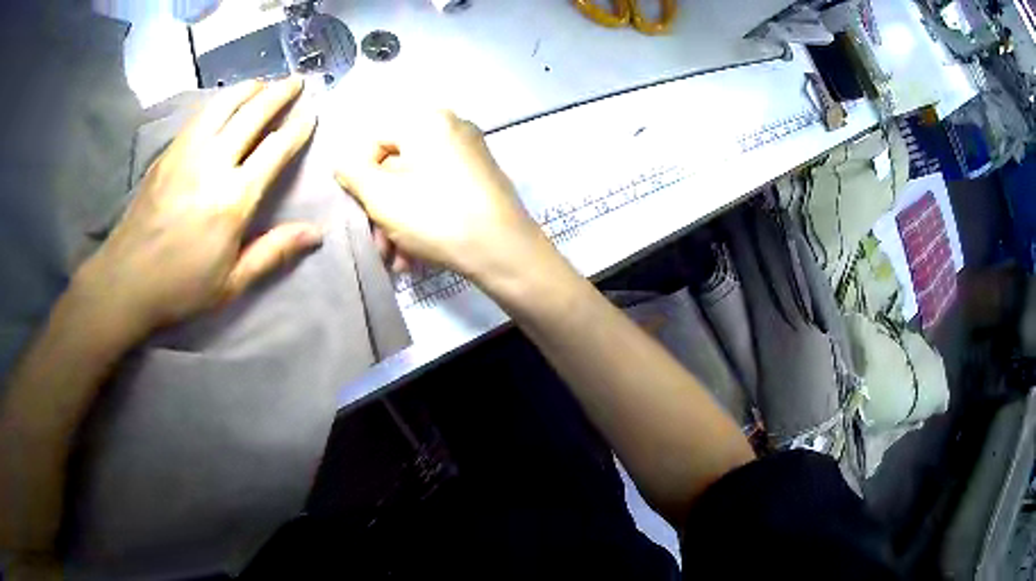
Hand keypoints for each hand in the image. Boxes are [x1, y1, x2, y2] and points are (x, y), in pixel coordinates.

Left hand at [75, 77, 320, 338]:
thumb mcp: (231, 283)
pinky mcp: (168, 153)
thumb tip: (316, 233)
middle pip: (252, 115)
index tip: (313, 111)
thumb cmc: (180, 287)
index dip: (298, 127)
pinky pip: (200, 115)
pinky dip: (219, 101)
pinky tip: (225, 101)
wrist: (125, 281)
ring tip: (263, 82)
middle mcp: (213, 164)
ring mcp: (187, 153)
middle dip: (279, 94)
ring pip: (224, 105)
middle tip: (296, 80)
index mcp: (233, 199)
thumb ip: (273, 252)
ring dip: (248, 89)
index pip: (275, 149)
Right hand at [334, 111, 552, 282]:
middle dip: (382, 211)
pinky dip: (425, 218)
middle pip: (397, 166)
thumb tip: (345, 162)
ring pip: (418, 184)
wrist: (505, 252)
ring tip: (398, 259)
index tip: (362, 211)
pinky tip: (417, 254)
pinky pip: (441, 191)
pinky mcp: (483, 177)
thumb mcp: (381, 195)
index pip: (374, 141)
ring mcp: (471, 152)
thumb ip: (352, 171)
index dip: (361, 178)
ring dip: (400, 223)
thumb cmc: (437, 217)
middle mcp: (452, 127)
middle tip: (379, 245)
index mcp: (427, 121)